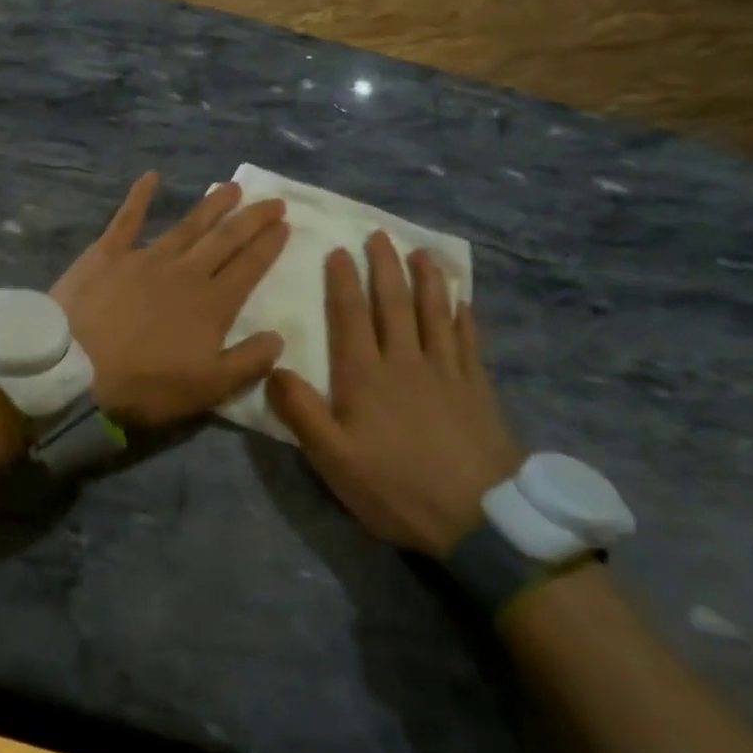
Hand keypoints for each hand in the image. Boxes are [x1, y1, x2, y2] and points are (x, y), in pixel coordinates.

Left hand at [53, 172, 288, 427]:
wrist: (74, 371)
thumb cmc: (143, 385)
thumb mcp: (207, 389)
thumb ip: (248, 362)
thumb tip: (278, 337)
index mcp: (211, 304)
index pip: (249, 267)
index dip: (268, 245)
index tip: (284, 224)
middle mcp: (185, 272)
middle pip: (225, 239)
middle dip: (252, 219)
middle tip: (272, 200)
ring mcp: (145, 258)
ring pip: (187, 226)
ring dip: (211, 205)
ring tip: (231, 187)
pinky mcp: (107, 254)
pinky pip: (127, 218)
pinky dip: (140, 196)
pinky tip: (151, 176)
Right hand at [266, 231, 521, 556]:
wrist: (479, 517)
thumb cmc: (396, 487)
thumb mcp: (333, 458)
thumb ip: (301, 411)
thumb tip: (274, 366)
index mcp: (365, 376)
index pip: (350, 316)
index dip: (342, 281)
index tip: (338, 251)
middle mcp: (405, 362)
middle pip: (393, 304)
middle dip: (384, 267)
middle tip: (380, 235)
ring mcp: (446, 372)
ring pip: (434, 313)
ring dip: (427, 280)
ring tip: (422, 253)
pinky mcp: (477, 388)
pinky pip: (468, 341)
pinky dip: (463, 317)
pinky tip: (463, 302)